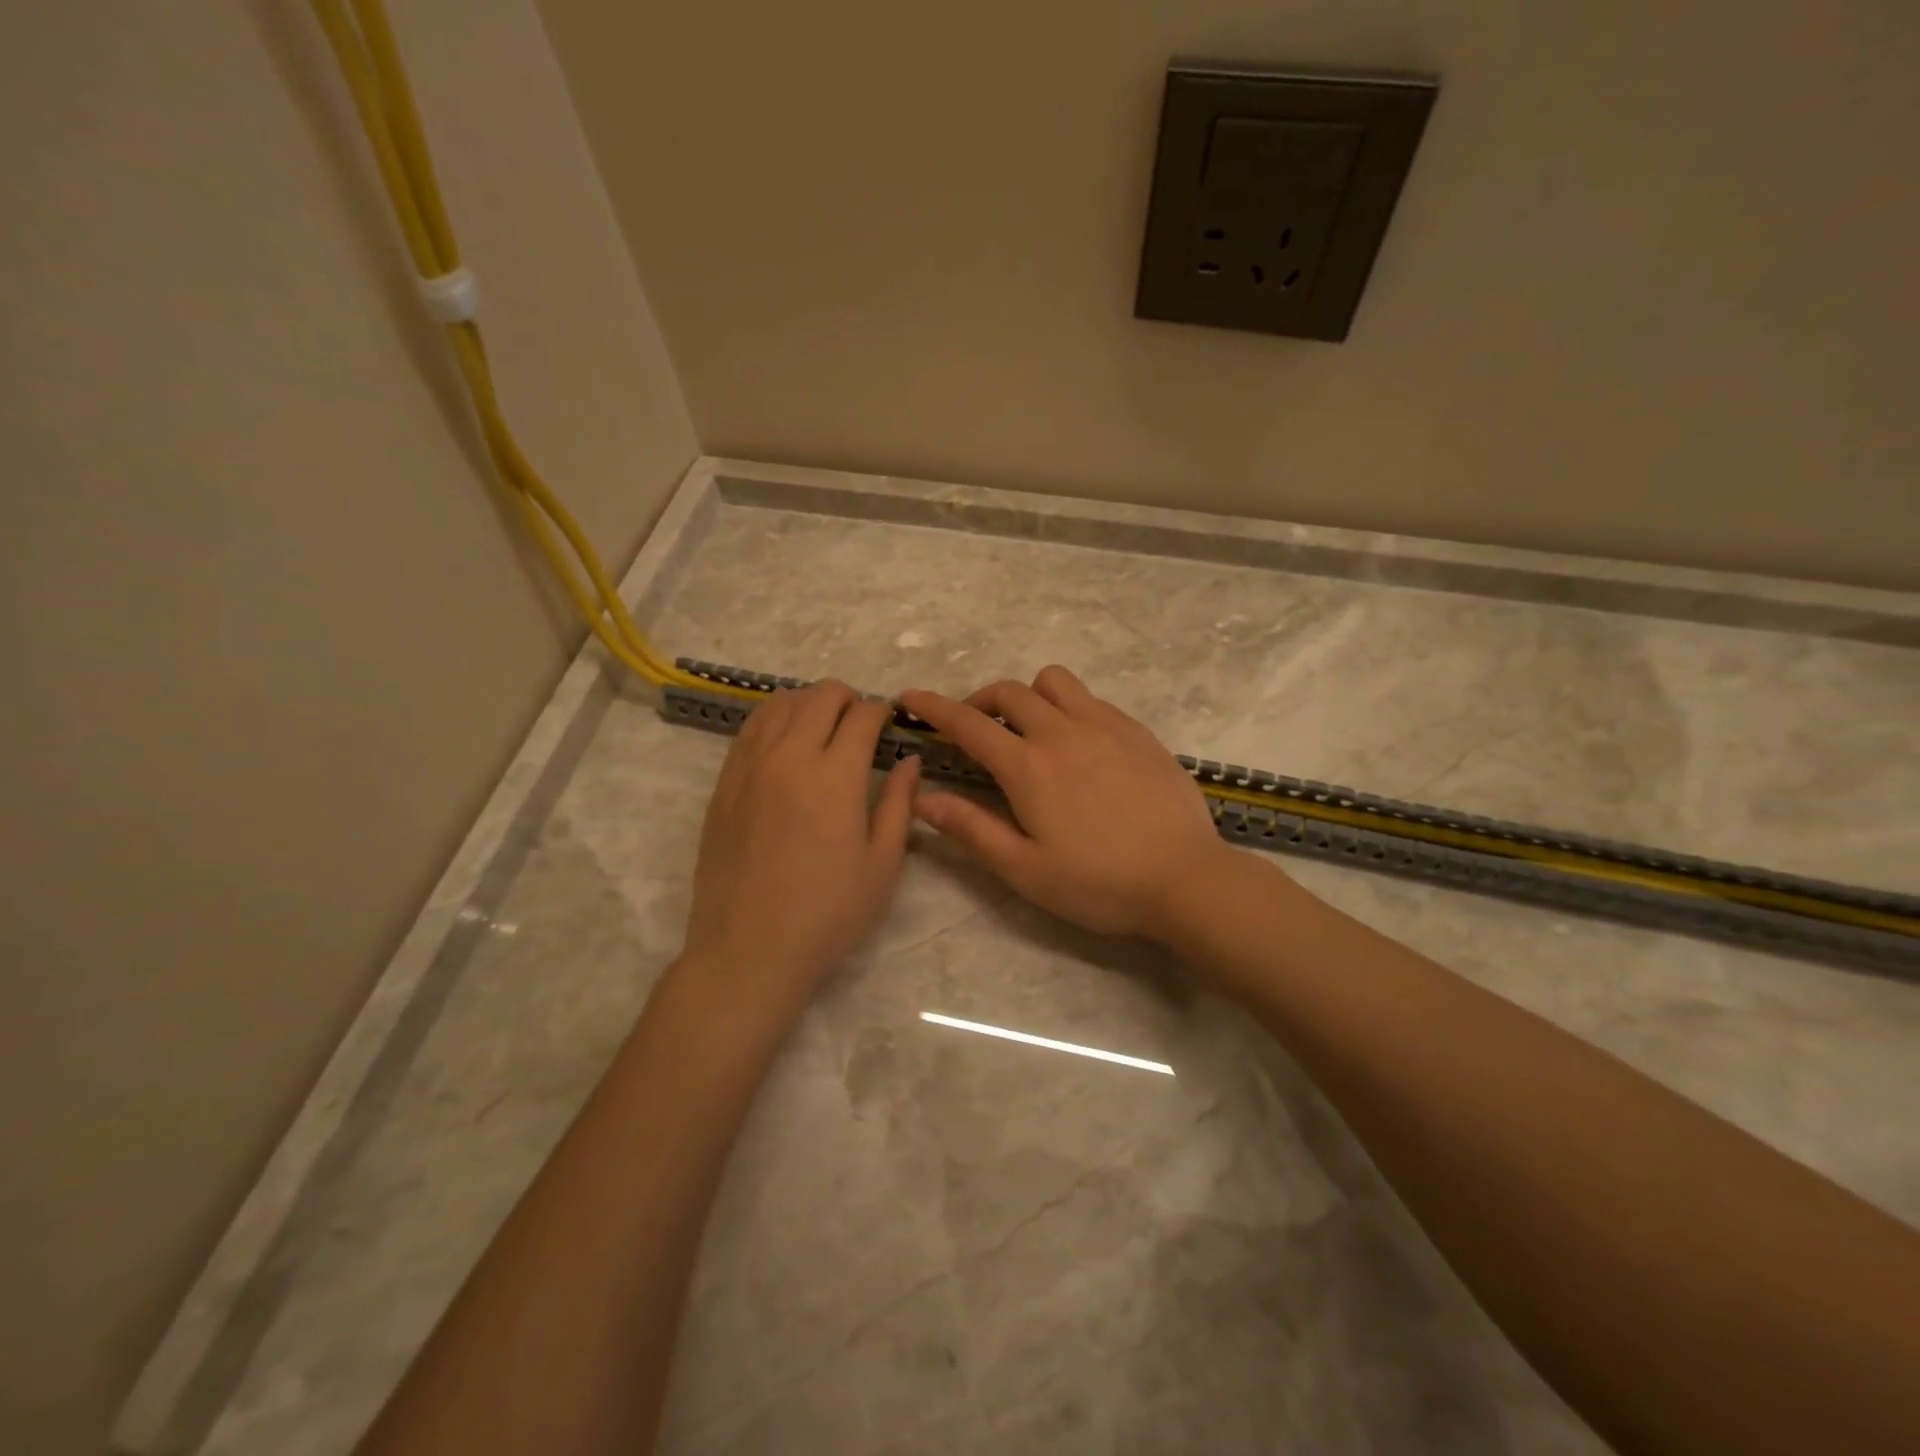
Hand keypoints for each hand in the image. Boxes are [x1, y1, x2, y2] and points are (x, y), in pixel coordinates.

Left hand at [682, 681, 918, 1012]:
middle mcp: (789, 757)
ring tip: (823, 727)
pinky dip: (775, 719)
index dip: (882, 712)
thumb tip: (909, 760)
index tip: (889, 725)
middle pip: (820, 696)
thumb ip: (899, 803)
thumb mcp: (882, 864)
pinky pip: (750, 728)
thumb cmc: (828, 913)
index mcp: (835, 776)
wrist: (749, 950)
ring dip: (809, 703)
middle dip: (848, 698)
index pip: (862, 716)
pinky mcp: (724, 783)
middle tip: (860, 724)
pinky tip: (786, 742)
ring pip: (780, 703)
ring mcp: (749, 766)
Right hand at [899, 666, 1233, 940]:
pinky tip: (1079, 743)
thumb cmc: (1099, 884)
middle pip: (1009, 692)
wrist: (1186, 879)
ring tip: (1030, 730)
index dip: (933, 706)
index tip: (909, 697)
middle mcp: (1063, 732)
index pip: (968, 723)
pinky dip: (1069, 707)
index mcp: (1028, 766)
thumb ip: (971, 829)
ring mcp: (1105, 726)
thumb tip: (923, 797)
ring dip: (1029, 696)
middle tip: (975, 729)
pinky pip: (1092, 698)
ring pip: (1053, 682)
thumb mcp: (1025, 870)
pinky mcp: (1137, 731)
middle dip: (980, 701)